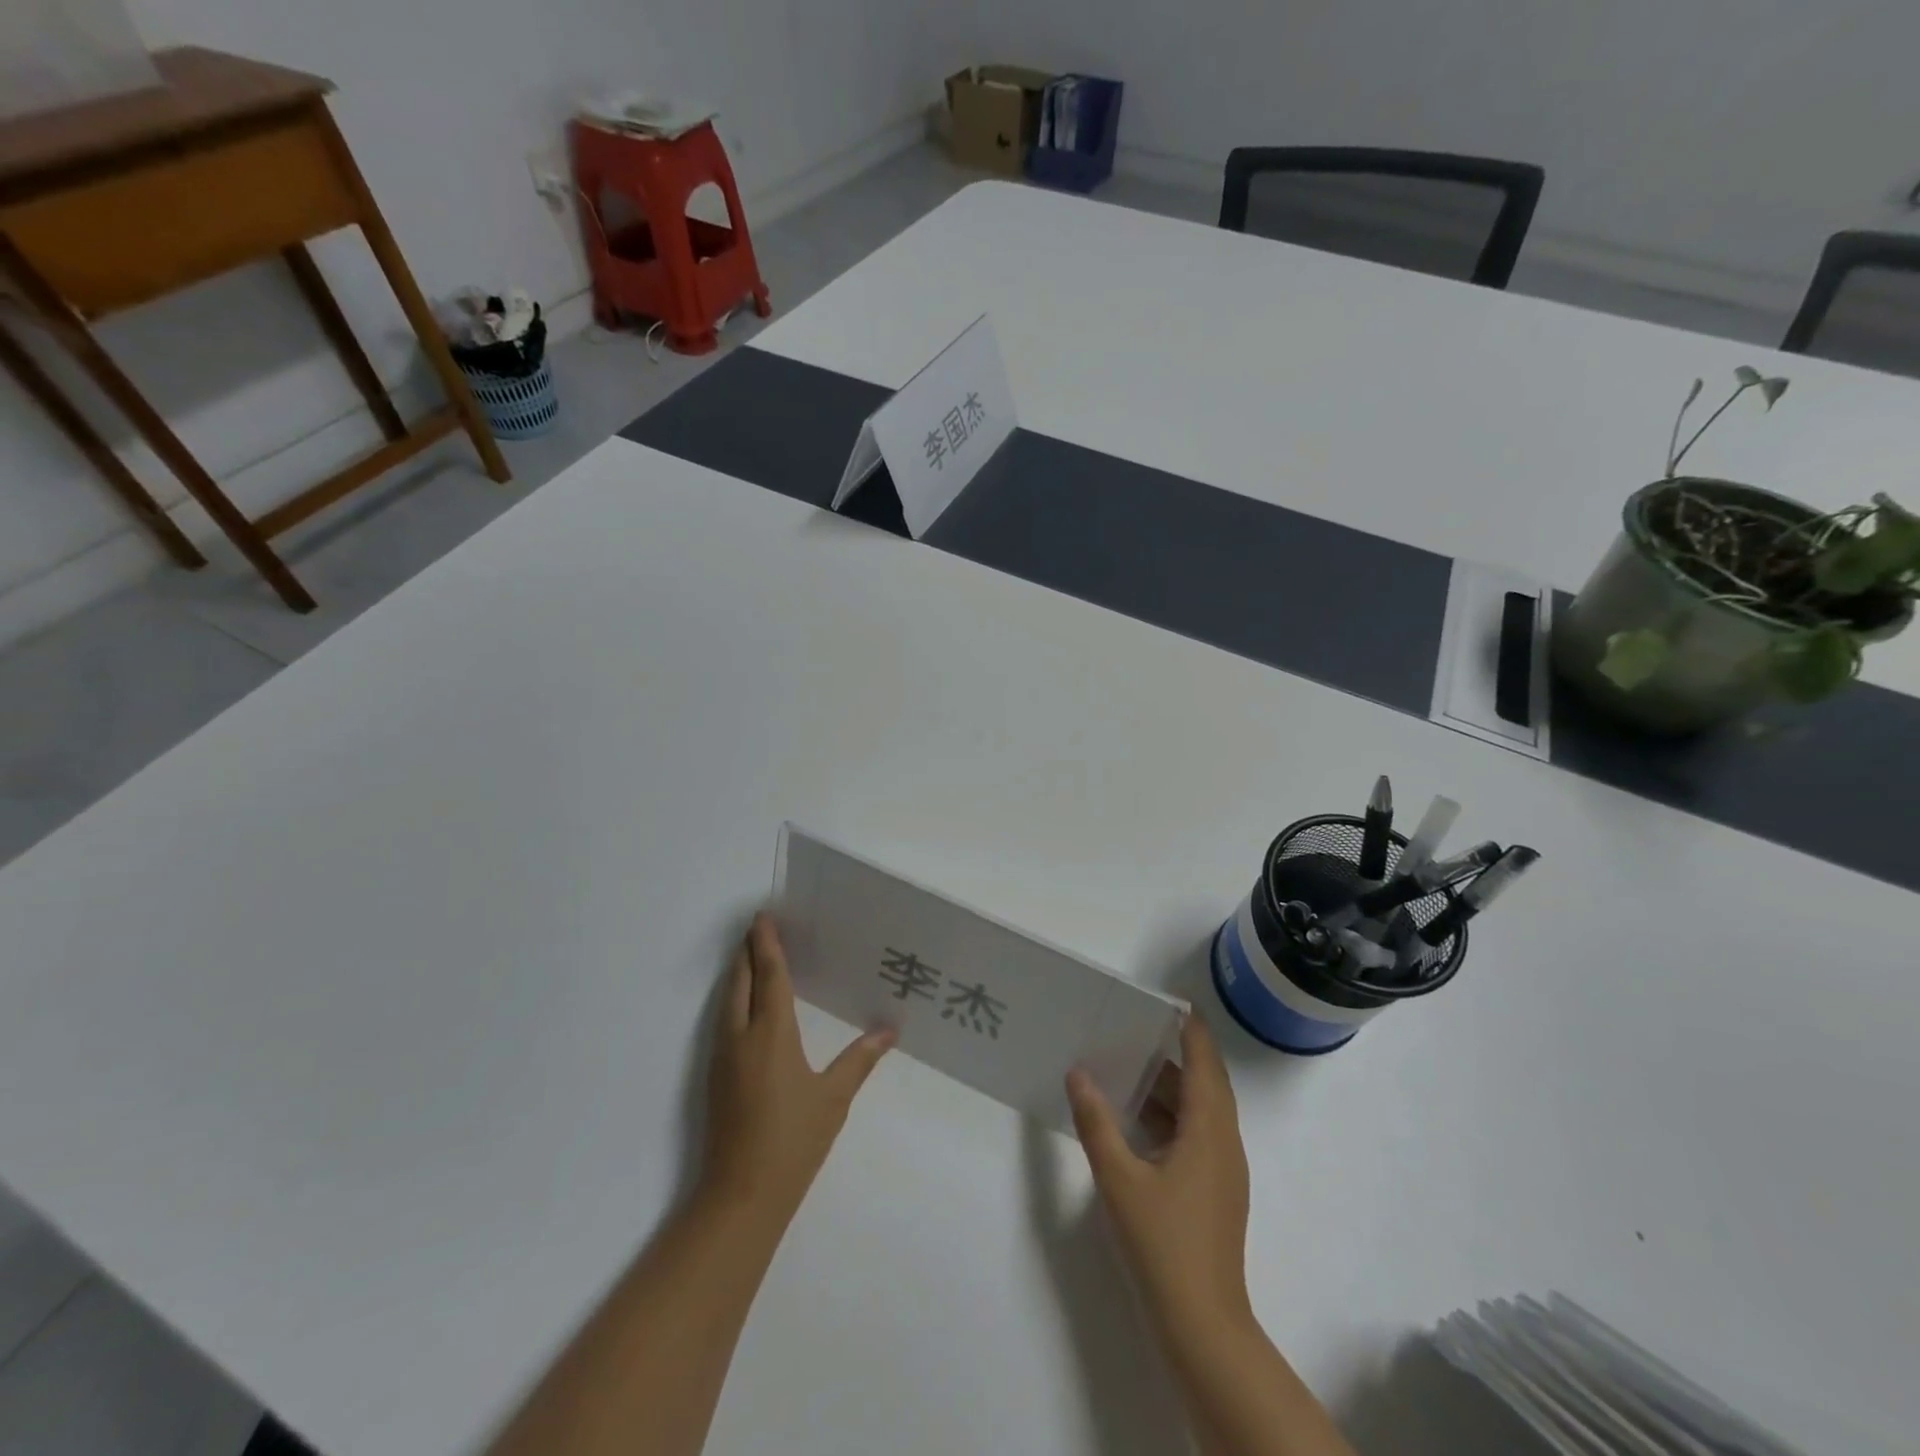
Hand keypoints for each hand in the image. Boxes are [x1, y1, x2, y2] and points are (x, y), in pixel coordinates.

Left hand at [701, 913, 895, 1219]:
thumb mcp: (834, 1098)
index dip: (766, 944)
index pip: (768, 976)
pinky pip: (723, 1020)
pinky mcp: (716, 1075)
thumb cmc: (793, 1141)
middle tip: (758, 929)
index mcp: (772, 1032)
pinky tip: (747, 1006)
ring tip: (753, 957)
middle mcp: (741, 1035)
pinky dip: (734, 998)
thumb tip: (890, 1029)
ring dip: (738, 973)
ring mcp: (723, 1056)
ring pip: (726, 1000)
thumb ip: (860, 1059)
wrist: (740, 1196)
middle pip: (739, 980)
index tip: (762, 918)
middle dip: (747, 952)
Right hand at [1066, 1015, 1252, 1334]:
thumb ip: (1096, 1122)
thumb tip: (1078, 1073)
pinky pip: (1196, 1134)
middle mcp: (1224, 1142)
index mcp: (1209, 1129)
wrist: (1202, 1326)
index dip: (1191, 1028)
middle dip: (1174, 1052)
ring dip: (1169, 1087)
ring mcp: (1222, 1169)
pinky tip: (1136, 1120)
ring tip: (1127, 1065)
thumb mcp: (1118, 1178)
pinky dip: (1170, 1116)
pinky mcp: (1214, 1191)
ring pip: (1200, 1111)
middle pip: (1205, 1082)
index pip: (1205, 1061)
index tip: (1169, 1000)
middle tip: (1135, 1026)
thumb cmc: (1163, 1243)